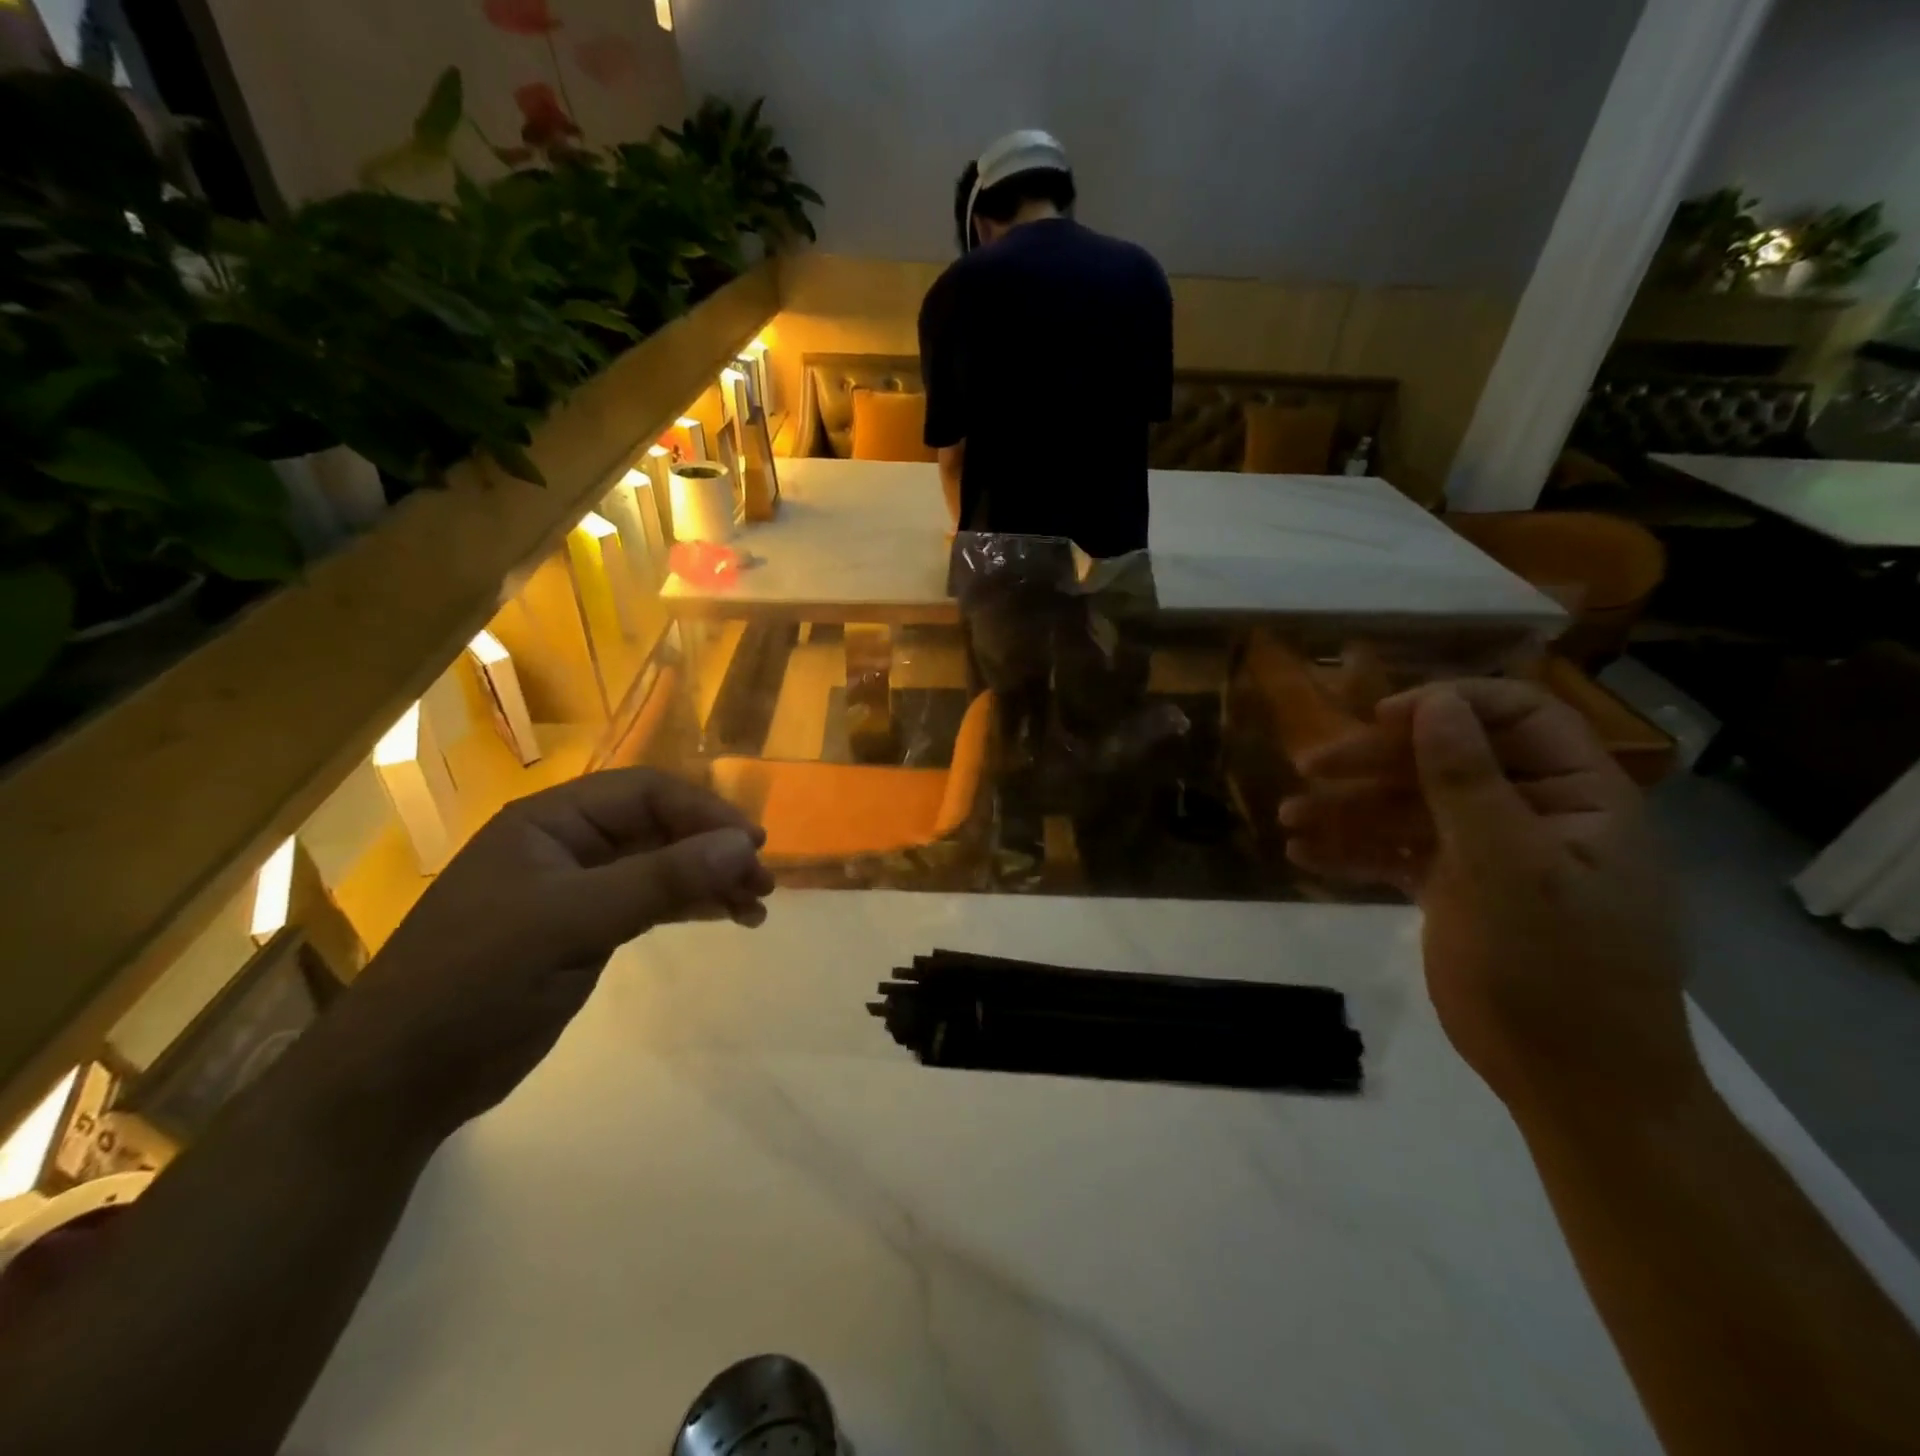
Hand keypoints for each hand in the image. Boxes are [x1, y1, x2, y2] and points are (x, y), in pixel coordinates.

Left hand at [319, 769, 773, 1142]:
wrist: (399, 1080)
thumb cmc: (476, 981)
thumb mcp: (571, 922)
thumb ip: (661, 880)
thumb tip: (745, 844)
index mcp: (551, 821)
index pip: (646, 793)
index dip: (704, 812)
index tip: (753, 845)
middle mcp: (567, 845)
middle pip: (660, 827)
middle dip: (714, 849)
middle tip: (763, 883)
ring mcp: (577, 889)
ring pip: (662, 865)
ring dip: (710, 879)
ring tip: (757, 905)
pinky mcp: (585, 931)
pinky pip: (652, 902)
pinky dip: (691, 905)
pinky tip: (726, 917)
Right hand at [1279, 680, 1698, 1113]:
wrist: (1572, 1083)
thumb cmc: (1557, 969)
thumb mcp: (1510, 868)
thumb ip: (1468, 782)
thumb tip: (1433, 705)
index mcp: (1575, 795)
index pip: (1515, 716)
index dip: (1447, 706)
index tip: (1379, 720)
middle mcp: (1530, 813)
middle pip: (1443, 761)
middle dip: (1373, 763)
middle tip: (1309, 768)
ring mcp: (1487, 853)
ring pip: (1408, 809)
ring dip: (1347, 809)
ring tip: (1288, 818)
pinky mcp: (1452, 890)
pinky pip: (1395, 854)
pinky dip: (1351, 851)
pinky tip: (1303, 854)